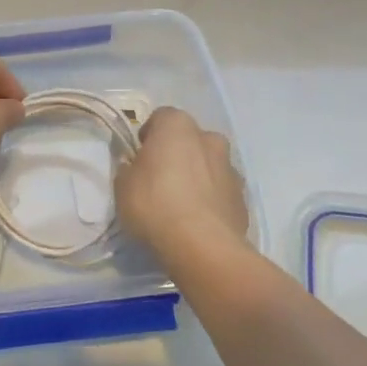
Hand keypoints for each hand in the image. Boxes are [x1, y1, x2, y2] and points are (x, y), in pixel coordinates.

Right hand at [115, 107, 248, 254]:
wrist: (203, 247)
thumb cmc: (155, 205)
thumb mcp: (122, 185)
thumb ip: (129, 169)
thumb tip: (135, 168)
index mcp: (178, 126)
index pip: (160, 118)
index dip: (148, 136)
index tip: (139, 157)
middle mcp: (209, 139)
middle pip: (189, 139)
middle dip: (177, 153)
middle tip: (160, 178)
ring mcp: (231, 168)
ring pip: (209, 164)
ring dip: (197, 176)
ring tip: (181, 204)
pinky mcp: (243, 199)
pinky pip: (221, 191)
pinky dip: (211, 199)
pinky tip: (197, 221)